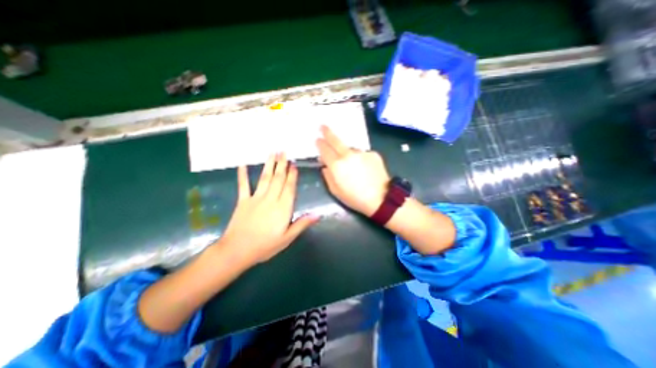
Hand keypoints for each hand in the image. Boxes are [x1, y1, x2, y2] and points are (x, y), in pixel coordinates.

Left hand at [217, 154, 318, 265]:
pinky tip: (242, 164)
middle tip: (284, 152)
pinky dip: (242, 175)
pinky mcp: (243, 201)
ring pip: (265, 178)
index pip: (289, 188)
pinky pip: (243, 185)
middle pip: (278, 179)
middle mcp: (270, 199)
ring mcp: (255, 199)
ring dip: (269, 165)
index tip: (293, 164)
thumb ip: (302, 224)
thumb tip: (318, 215)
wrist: (237, 251)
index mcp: (283, 208)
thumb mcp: (287, 238)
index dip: (292, 175)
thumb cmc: (265, 246)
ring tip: (272, 153)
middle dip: (282, 165)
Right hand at [317, 125, 388, 214]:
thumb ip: (327, 176)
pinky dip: (360, 159)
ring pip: (350, 149)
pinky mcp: (373, 154)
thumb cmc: (355, 198)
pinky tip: (364, 169)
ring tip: (352, 166)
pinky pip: (362, 154)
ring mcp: (362, 153)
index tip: (317, 140)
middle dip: (327, 132)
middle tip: (323, 126)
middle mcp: (348, 155)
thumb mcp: (336, 191)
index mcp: (337, 165)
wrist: (381, 198)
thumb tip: (325, 165)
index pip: (325, 150)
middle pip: (335, 140)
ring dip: (347, 153)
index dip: (320, 144)